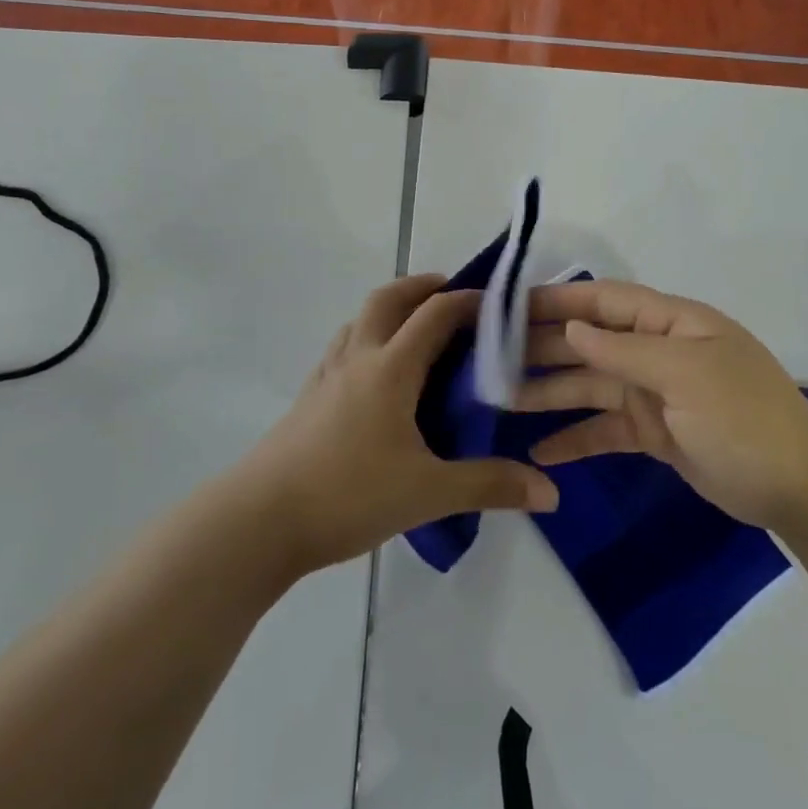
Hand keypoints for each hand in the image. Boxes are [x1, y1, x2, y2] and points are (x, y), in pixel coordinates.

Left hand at [236, 275, 558, 575]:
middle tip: (452, 297)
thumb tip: (550, 491)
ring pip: (360, 320)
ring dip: (391, 310)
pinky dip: (367, 339)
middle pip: (388, 299)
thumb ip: (490, 485)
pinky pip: (343, 348)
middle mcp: (357, 358)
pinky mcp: (308, 398)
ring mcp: (326, 376)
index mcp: (390, 368)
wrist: (257, 520)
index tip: (497, 306)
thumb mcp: (428, 492)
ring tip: (417, 332)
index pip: (435, 314)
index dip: (468, 301)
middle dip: (422, 287)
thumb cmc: (347, 494)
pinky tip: (376, 376)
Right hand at [516, 280, 807, 534]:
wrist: (798, 488)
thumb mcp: (686, 373)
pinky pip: (604, 429)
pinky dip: (574, 438)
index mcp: (671, 323)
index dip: (556, 300)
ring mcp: (654, 393)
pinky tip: (539, 452)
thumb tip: (571, 328)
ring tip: (499, 402)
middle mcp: (658, 351)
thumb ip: (624, 349)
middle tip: (488, 358)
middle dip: (542, 348)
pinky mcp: (654, 433)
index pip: (603, 301)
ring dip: (549, 393)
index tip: (506, 306)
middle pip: (589, 342)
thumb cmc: (744, 417)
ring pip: (590, 386)